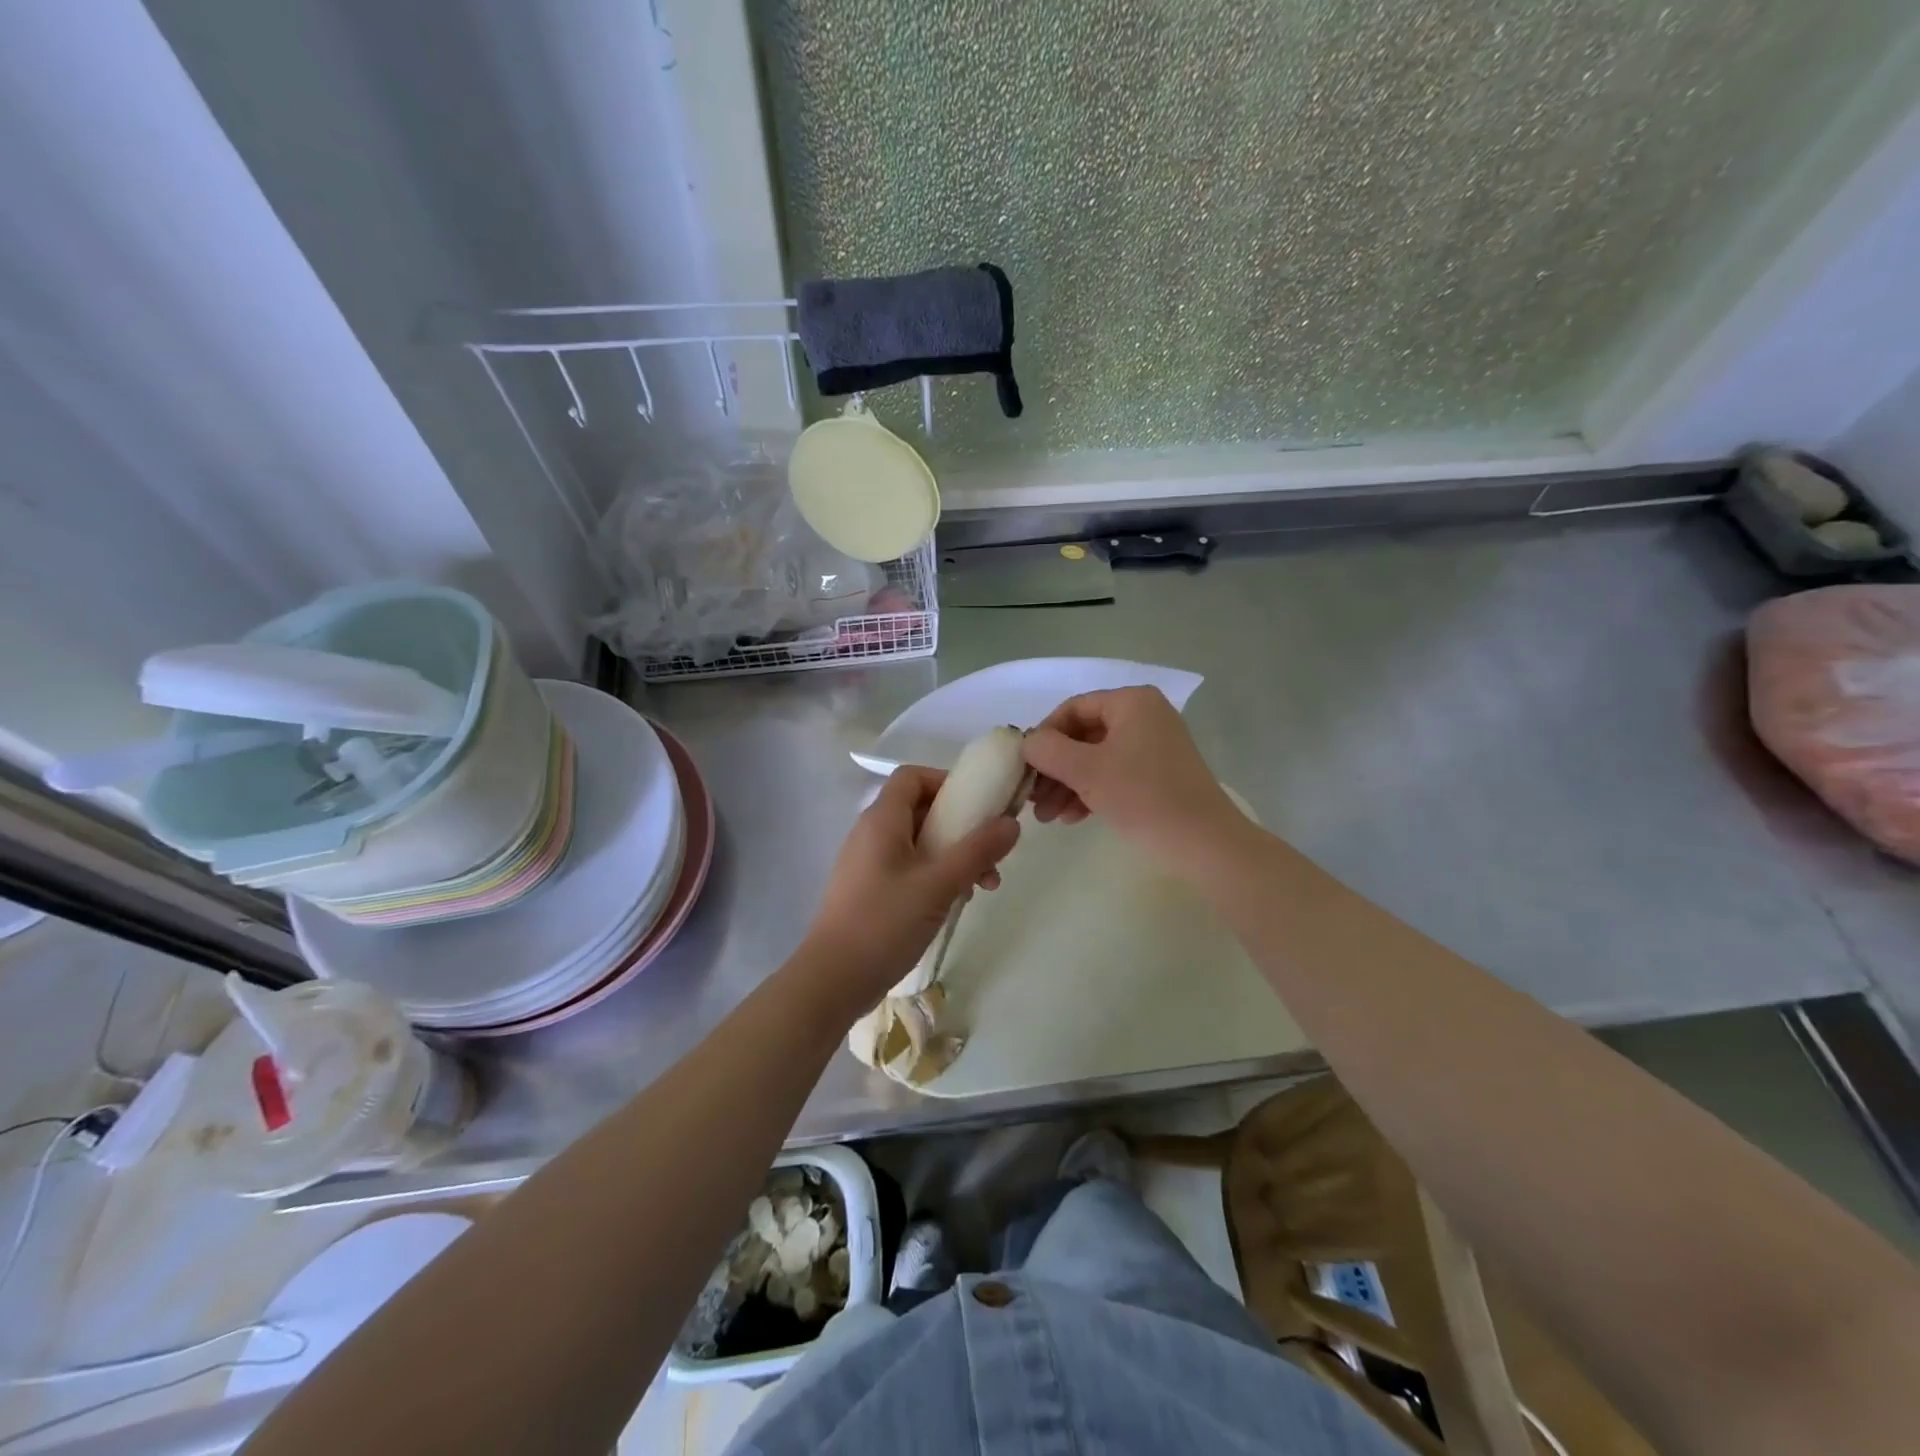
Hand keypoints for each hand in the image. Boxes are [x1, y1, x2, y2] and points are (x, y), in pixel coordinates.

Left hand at [801, 766, 1019, 1010]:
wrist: (833, 979)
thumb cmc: (885, 922)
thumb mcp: (939, 884)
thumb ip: (977, 850)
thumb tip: (1012, 823)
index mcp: (882, 820)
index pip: (912, 776)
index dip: (946, 782)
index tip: (979, 804)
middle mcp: (871, 834)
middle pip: (920, 810)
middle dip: (961, 827)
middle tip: (991, 853)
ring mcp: (868, 863)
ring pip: (919, 843)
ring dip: (954, 856)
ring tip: (985, 886)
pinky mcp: (870, 890)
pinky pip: (909, 868)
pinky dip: (936, 875)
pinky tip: (957, 901)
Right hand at [1023, 687, 1247, 869]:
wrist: (1205, 843)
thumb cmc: (1143, 797)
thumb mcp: (1087, 771)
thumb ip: (1048, 750)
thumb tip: (1027, 743)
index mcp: (1131, 702)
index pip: (1072, 709)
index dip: (1044, 736)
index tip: (1025, 767)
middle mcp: (1144, 716)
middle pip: (1083, 736)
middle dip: (1054, 769)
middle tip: (1032, 799)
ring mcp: (1153, 746)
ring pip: (1096, 759)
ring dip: (1067, 785)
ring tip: (1047, 817)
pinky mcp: (1158, 775)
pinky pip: (1114, 774)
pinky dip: (1090, 792)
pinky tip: (1071, 819)